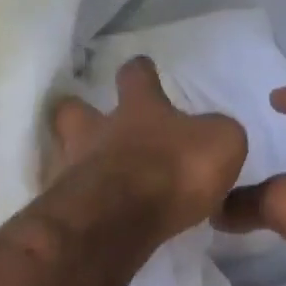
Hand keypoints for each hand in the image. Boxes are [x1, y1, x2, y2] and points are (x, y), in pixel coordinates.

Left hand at [48, 57, 246, 239]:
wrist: (121, 218)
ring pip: (64, 152)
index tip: (142, 67)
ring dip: (74, 158)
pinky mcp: (67, 207)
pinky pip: (69, 197)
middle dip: (80, 111)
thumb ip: (217, 135)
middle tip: (90, 121)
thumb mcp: (221, 143)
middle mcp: (100, 131)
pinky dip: (77, 201)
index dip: (141, 71)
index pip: (137, 76)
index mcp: (141, 109)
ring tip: (87, 172)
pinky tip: (90, 212)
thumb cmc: (174, 170)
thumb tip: (212, 138)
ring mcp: (76, 168)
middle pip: (76, 110)